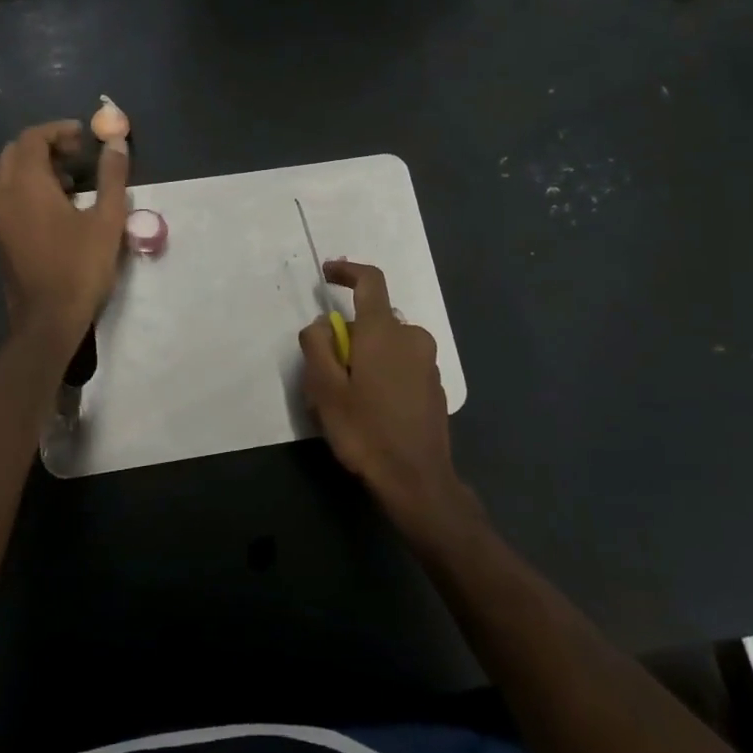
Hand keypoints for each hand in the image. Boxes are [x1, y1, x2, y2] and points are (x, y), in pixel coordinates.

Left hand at [0, 121, 129, 341]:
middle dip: (46, 145)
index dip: (58, 130)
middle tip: (78, 154)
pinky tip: (57, 205)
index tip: (84, 137)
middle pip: (16, 151)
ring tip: (71, 179)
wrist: (47, 319)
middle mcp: (3, 193)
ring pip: (8, 172)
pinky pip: (6, 193)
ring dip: (36, 165)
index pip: (32, 138)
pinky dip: (27, 185)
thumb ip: (112, 176)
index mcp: (26, 185)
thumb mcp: (107, 220)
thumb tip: (116, 142)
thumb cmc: (80, 267)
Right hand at [299, 260, 477, 543]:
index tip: (327, 273)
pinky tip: (372, 410)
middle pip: (374, 320)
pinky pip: (402, 364)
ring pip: (388, 344)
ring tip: (347, 399)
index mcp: (385, 331)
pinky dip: (384, 373)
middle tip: (326, 373)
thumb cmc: (365, 431)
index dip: (347, 271)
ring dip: (366, 358)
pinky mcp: (435, 386)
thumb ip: (317, 345)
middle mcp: (413, 337)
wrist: (417, 481)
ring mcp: (428, 362)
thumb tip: (324, 324)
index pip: (370, 281)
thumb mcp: (325, 388)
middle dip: (349, 336)